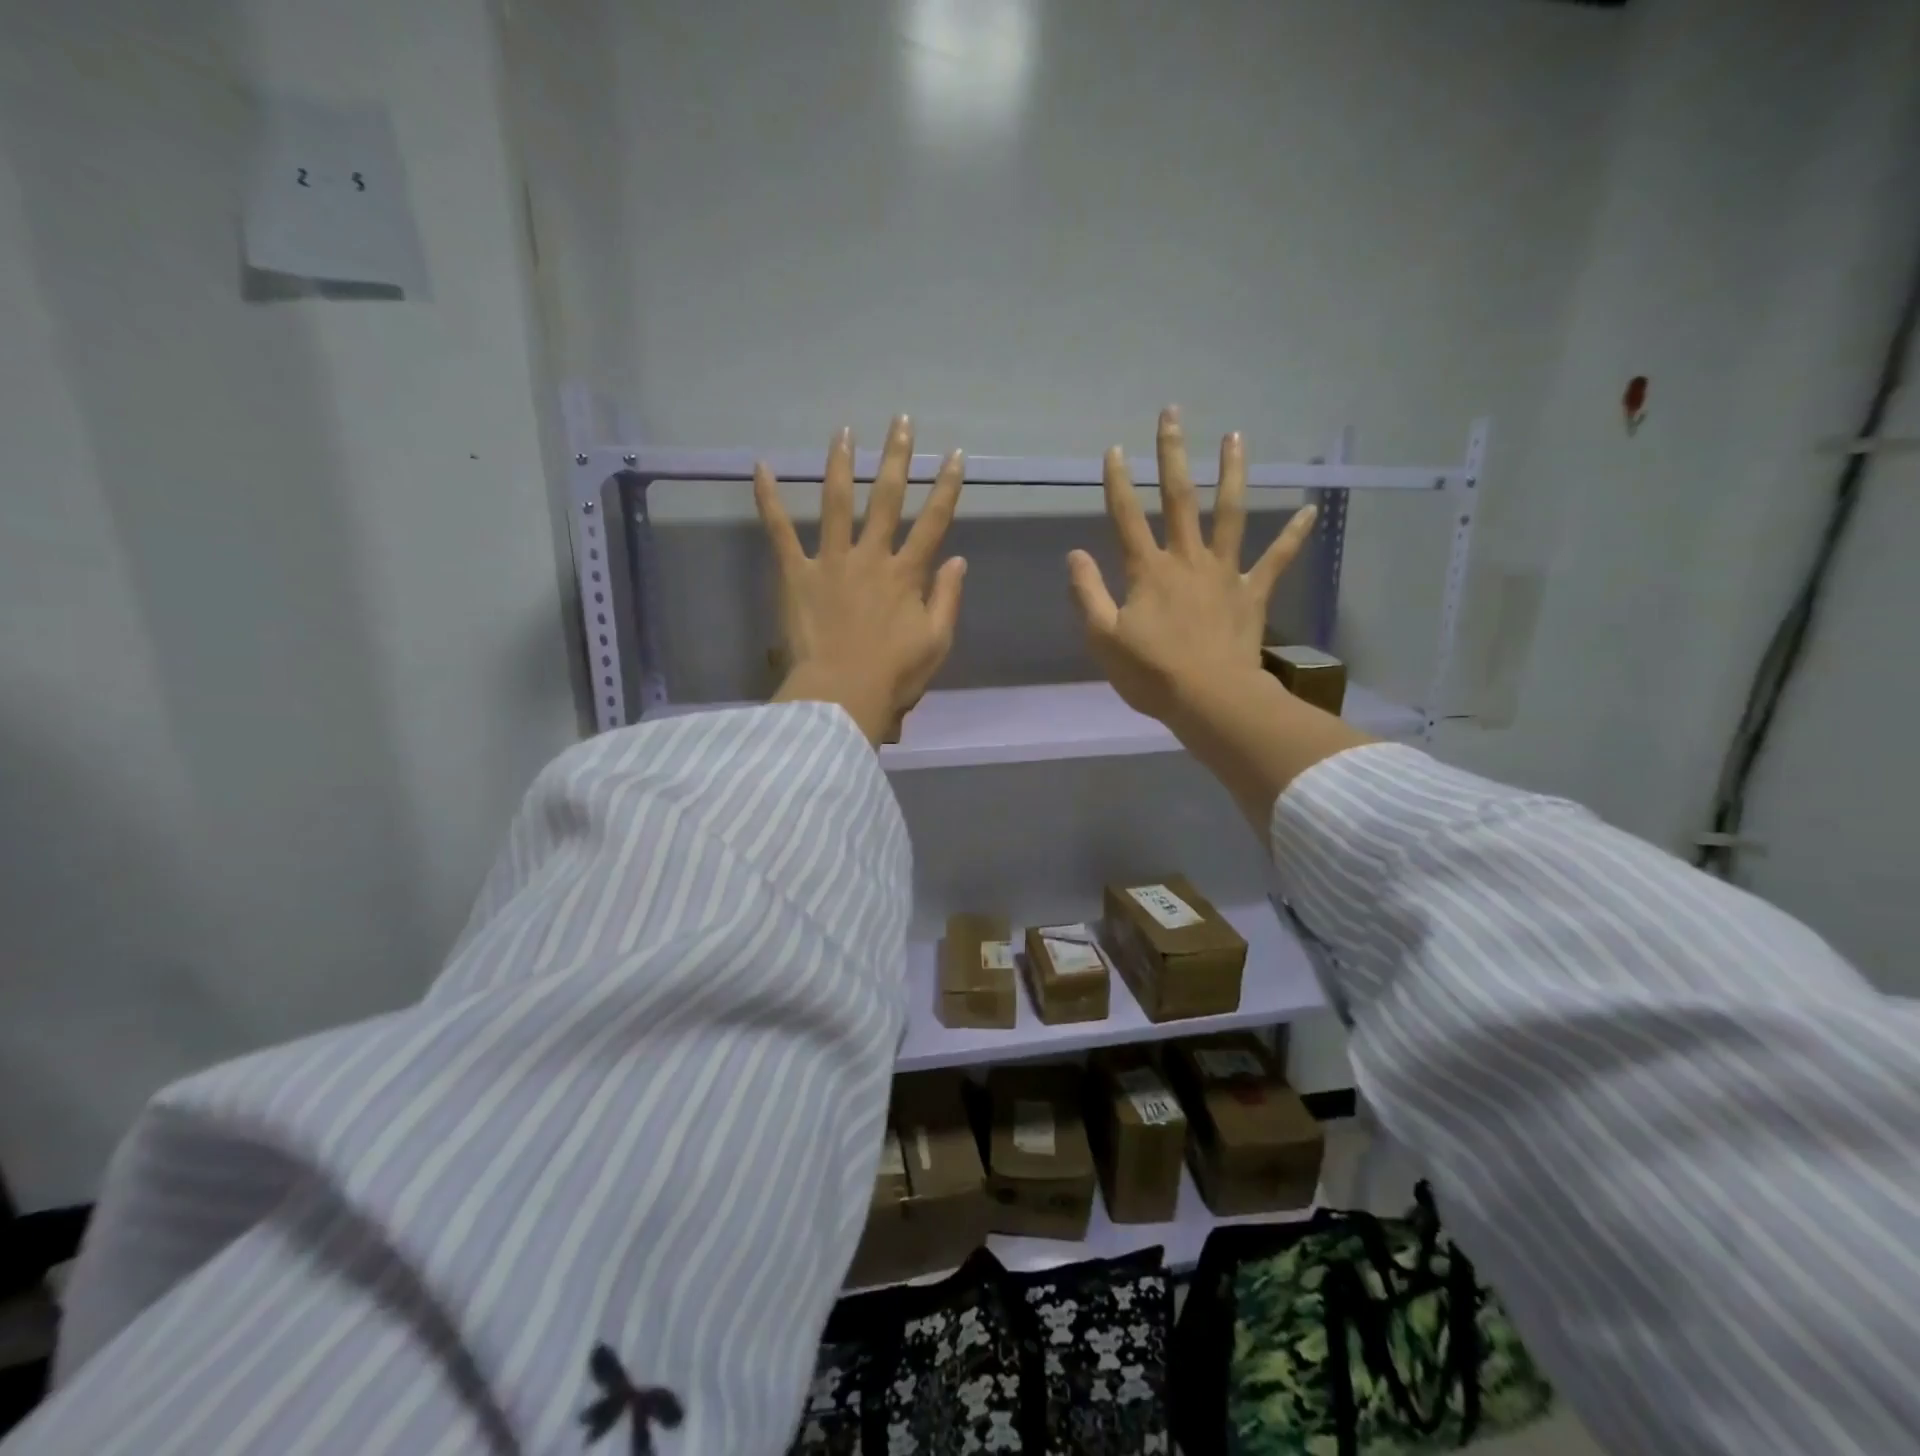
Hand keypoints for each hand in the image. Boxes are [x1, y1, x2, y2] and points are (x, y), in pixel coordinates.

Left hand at [758, 416, 966, 745]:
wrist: (842, 696)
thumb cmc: (894, 676)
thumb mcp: (936, 642)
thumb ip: (947, 598)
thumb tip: (957, 560)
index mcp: (907, 575)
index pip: (933, 521)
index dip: (945, 487)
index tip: (953, 454)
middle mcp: (871, 557)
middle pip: (886, 498)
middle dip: (896, 457)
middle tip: (900, 421)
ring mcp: (831, 562)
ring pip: (837, 503)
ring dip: (841, 464)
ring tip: (843, 431)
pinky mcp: (796, 574)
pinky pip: (780, 531)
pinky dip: (769, 499)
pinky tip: (760, 467)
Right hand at [1067, 406, 1316, 723]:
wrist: (1210, 699)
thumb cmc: (1151, 673)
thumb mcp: (1103, 637)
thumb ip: (1087, 593)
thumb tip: (1075, 554)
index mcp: (1148, 571)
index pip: (1126, 518)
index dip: (1118, 483)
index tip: (1115, 450)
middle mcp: (1187, 560)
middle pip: (1179, 499)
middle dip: (1173, 454)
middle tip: (1173, 414)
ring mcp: (1224, 573)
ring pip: (1229, 514)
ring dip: (1232, 473)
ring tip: (1236, 437)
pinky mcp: (1252, 593)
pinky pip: (1277, 560)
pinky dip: (1293, 535)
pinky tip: (1310, 508)